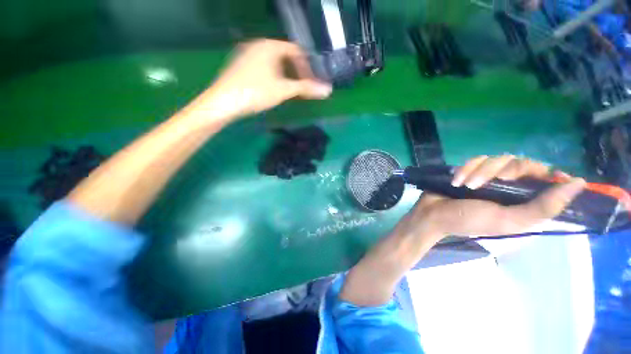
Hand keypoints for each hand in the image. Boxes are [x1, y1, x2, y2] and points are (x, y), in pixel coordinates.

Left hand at [195, 39, 331, 118]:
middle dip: (296, 72)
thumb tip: (328, 90)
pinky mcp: (240, 66)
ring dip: (285, 76)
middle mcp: (258, 45)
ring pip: (273, 63)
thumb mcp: (284, 90)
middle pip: (285, 56)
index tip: (310, 82)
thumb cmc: (255, 92)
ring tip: (288, 91)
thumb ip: (306, 88)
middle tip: (301, 88)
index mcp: (269, 46)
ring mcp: (247, 55)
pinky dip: (273, 77)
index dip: (306, 66)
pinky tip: (271, 90)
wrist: (223, 102)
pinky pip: (263, 67)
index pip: (296, 50)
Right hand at [396, 155, 585, 242]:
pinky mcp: (471, 169)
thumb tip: (578, 184)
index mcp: (525, 199)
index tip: (528, 176)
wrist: (433, 214)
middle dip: (499, 171)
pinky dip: (465, 168)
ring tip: (465, 185)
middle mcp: (511, 185)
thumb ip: (543, 207)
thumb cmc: (470, 220)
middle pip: (520, 162)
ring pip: (496, 158)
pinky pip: (475, 159)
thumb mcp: (508, 220)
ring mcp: (489, 176)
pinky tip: (456, 181)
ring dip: (478, 171)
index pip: (546, 176)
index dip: (543, 172)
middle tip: (483, 185)